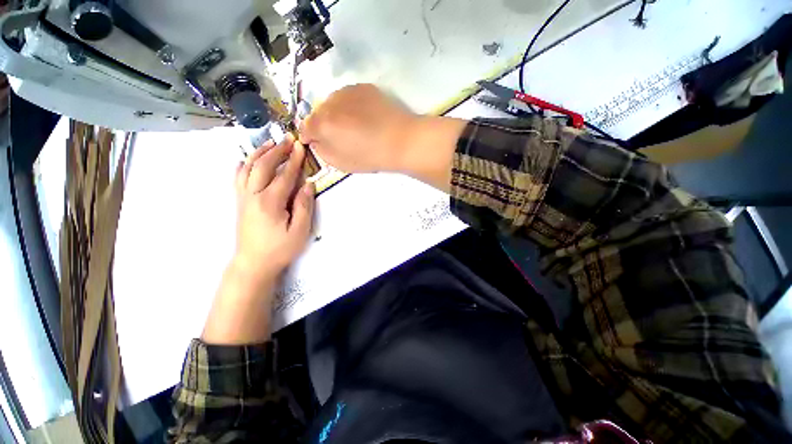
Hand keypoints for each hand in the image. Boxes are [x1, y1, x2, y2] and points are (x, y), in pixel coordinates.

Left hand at [234, 135, 315, 278]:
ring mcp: (244, 198)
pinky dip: (243, 165)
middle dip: (277, 151)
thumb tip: (308, 185)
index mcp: (270, 202)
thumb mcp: (299, 230)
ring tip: (271, 144)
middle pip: (264, 166)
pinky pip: (238, 178)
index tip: (301, 146)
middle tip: (288, 139)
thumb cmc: (280, 248)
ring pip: (248, 168)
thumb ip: (304, 206)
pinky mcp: (240, 202)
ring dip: (260, 153)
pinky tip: (247, 160)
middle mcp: (253, 195)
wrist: (254, 263)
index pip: (285, 176)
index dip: (294, 160)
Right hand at [298, 84, 417, 172]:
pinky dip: (351, 106)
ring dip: (336, 113)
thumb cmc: (371, 156)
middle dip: (323, 124)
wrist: (400, 140)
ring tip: (353, 125)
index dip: (309, 136)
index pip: (304, 127)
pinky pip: (349, 97)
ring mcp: (347, 91)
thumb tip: (316, 141)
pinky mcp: (364, 87)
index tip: (316, 142)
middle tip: (338, 136)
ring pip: (333, 102)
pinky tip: (364, 116)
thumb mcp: (341, 162)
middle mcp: (330, 102)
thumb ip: (322, 151)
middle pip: (318, 113)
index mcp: (322, 123)